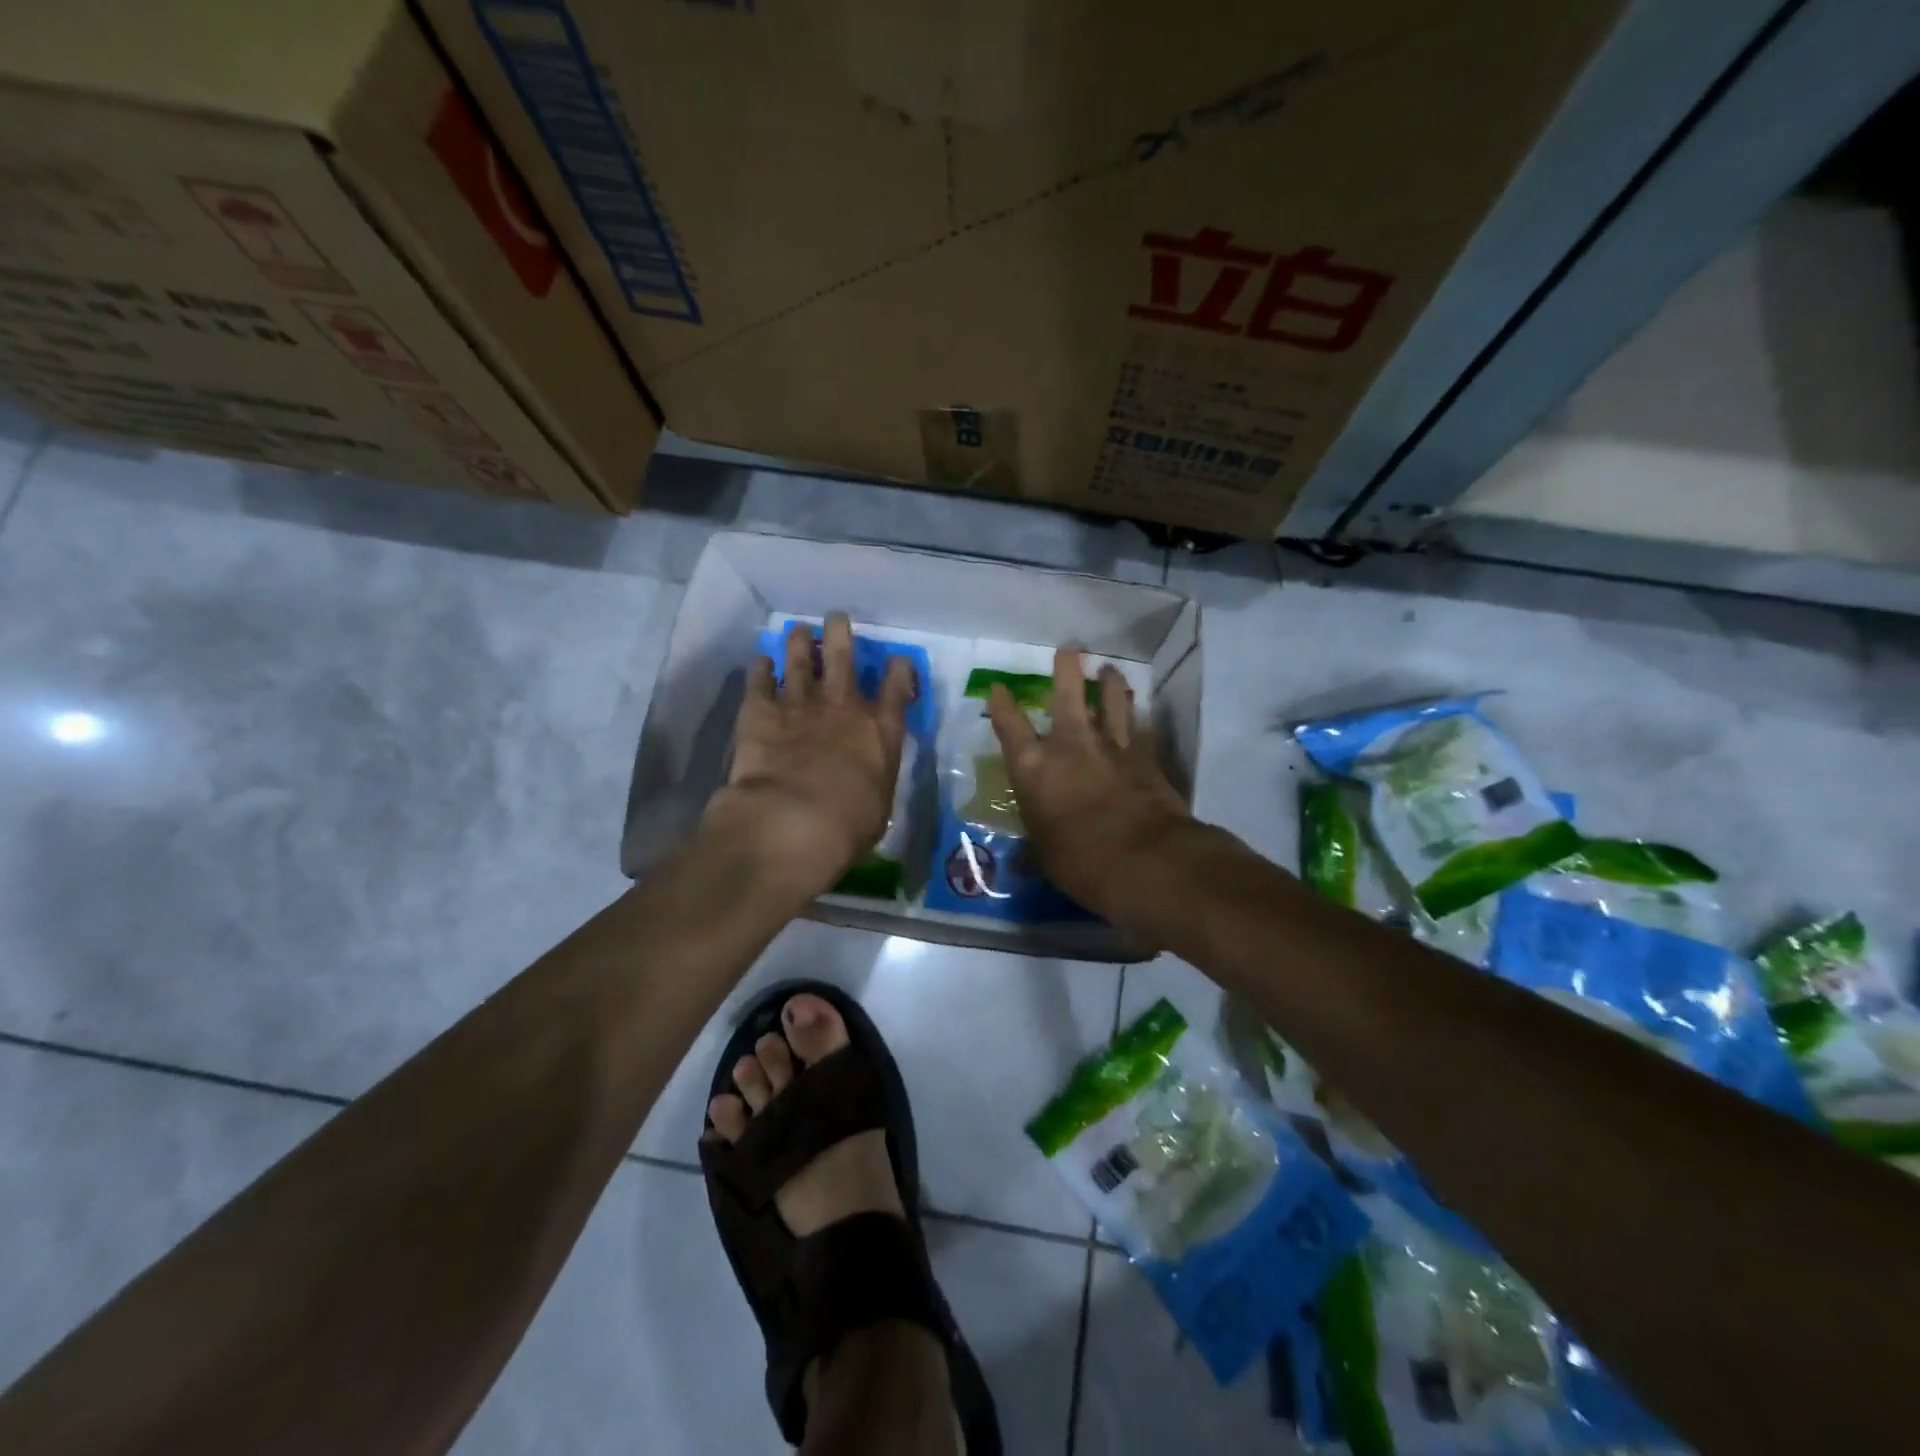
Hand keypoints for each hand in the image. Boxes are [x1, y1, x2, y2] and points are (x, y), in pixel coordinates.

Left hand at [704, 612, 914, 900]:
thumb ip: (874, 778)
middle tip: (836, 618)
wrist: (792, 822)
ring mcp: (799, 704)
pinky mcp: (759, 711)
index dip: (898, 671)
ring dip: (799, 642)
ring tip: (797, 629)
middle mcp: (842, 707)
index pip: (896, 688)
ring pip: (800, 659)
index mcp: (879, 731)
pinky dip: (760, 669)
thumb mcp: (879, 805)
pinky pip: (759, 681)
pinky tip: (760, 661)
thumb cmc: (848, 826)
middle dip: (841, 634)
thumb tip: (868, 774)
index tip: (896, 661)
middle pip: (843, 657)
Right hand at [987, 648, 1194, 921]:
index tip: (998, 687)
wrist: (1145, 861)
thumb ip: (1035, 848)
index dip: (1002, 704)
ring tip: (1110, 669)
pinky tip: (1140, 715)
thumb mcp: (1045, 858)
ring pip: (1111, 703)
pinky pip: (1140, 730)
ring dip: (1109, 684)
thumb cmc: (1081, 862)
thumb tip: (1023, 859)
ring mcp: (1112, 748)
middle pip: (1067, 696)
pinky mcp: (1146, 759)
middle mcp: (1071, 747)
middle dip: (1066, 670)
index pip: (1010, 727)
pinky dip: (1137, 720)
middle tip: (1069, 649)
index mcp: (1034, 769)